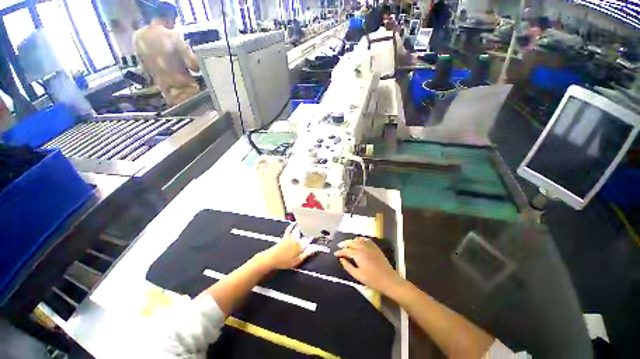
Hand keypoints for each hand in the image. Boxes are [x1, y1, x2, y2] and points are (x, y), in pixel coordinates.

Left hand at [255, 224, 316, 270]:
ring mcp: (291, 236)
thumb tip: (315, 248)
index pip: (310, 242)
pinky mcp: (285, 236)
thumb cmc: (284, 262)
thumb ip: (307, 254)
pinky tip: (294, 223)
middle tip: (312, 236)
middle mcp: (297, 239)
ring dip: (303, 229)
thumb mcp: (297, 261)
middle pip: (305, 235)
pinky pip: (289, 229)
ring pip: (298, 230)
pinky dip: (292, 226)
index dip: (314, 242)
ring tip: (307, 227)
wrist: (271, 258)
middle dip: (309, 235)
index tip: (318, 243)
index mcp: (300, 245)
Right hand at [335, 237, 402, 294]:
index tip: (335, 254)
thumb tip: (341, 260)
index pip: (346, 250)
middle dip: (344, 244)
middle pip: (351, 242)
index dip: (340, 252)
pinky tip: (359, 242)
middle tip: (339, 247)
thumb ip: (347, 266)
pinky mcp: (375, 247)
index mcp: (357, 254)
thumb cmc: (372, 279)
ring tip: (348, 244)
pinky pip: (366, 240)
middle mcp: (362, 247)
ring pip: (358, 239)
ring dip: (352, 241)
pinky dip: (360, 240)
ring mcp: (369, 246)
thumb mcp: (357, 275)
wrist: (388, 279)